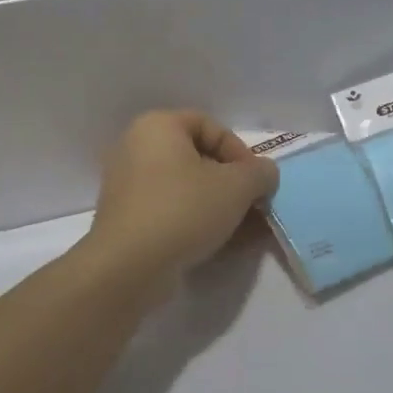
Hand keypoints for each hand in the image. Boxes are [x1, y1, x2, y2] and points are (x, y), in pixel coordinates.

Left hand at [86, 111, 279, 275]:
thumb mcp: (236, 187)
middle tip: (253, 206)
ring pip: (185, 188)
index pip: (210, 125)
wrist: (128, 267)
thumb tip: (265, 173)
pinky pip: (170, 210)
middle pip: (197, 158)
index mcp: (157, 126)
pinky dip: (196, 221)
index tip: (256, 181)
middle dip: (231, 182)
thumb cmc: (183, 209)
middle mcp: (136, 148)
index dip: (240, 151)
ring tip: (244, 230)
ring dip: (218, 205)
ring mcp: (128, 186)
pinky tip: (221, 243)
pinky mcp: (127, 219)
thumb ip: (260, 173)